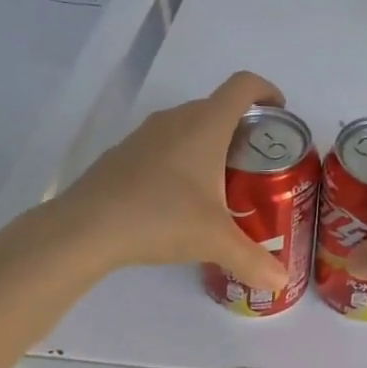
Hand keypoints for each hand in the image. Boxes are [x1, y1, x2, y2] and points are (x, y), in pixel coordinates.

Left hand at [58, 71, 290, 287]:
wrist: (85, 228)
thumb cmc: (160, 218)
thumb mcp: (214, 241)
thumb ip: (252, 259)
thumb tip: (281, 282)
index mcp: (206, 124)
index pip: (244, 85)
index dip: (267, 91)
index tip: (280, 115)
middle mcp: (177, 118)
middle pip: (219, 105)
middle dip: (243, 126)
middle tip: (257, 161)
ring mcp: (147, 133)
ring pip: (190, 123)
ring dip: (211, 141)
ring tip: (221, 180)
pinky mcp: (125, 151)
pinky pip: (165, 142)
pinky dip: (182, 156)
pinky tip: (178, 196)